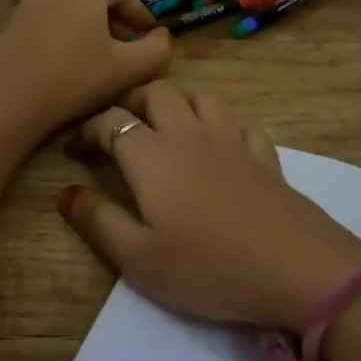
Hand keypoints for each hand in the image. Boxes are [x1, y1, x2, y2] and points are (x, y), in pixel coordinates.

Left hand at [0, 0, 172, 139]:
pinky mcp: (16, 14)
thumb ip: (157, 49)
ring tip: (107, 56)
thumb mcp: (129, 68)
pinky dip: (72, 27)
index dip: (141, 16)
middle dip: (118, 19)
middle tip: (131, 49)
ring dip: (95, 24)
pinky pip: (54, 12)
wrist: (10, 102)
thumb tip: (162, 36)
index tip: (152, 40)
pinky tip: (77, 57)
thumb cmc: (75, 78)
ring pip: (75, 3)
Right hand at [57, 82, 360, 332]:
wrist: (295, 268)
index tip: (75, 149)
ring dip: (180, 104)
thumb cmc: (207, 266)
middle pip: (157, 92)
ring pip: (201, 99)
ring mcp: (232, 141)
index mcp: (152, 155)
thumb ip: (98, 221)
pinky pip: (241, 125)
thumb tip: (65, 193)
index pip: (111, 121)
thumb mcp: (138, 257)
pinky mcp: (265, 156)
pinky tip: (223, 148)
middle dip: (132, 101)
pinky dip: (225, 128)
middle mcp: (189, 134)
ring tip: (169, 129)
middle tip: (120, 127)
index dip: (87, 129)